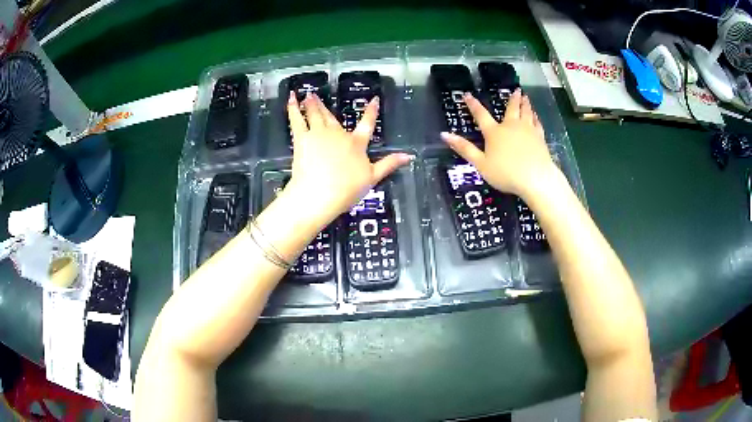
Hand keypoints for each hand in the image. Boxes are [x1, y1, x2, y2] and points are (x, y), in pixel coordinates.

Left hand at [283, 92, 411, 226]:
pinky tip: (291, 99)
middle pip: (332, 116)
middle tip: (317, 94)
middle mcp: (338, 134)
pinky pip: (297, 120)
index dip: (371, 111)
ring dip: (311, 103)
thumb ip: (389, 164)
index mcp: (356, 143)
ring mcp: (319, 134)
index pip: (367, 124)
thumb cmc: (347, 189)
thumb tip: (408, 156)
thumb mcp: (372, 178)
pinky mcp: (302, 138)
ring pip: (315, 114)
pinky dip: (293, 109)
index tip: (374, 99)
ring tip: (306, 94)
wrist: (320, 193)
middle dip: (325, 105)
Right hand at [441, 89, 559, 199]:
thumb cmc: (506, 173)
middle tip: (516, 90)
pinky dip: (535, 118)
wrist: (536, 179)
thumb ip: (464, 148)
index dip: (473, 104)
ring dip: (525, 104)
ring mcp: (528, 131)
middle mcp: (511, 127)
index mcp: (494, 132)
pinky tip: (536, 116)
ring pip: (526, 113)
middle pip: (511, 109)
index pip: (481, 114)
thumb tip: (445, 134)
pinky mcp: (540, 138)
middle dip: (512, 99)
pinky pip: (537, 124)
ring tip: (525, 97)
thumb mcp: (481, 164)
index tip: (467, 94)